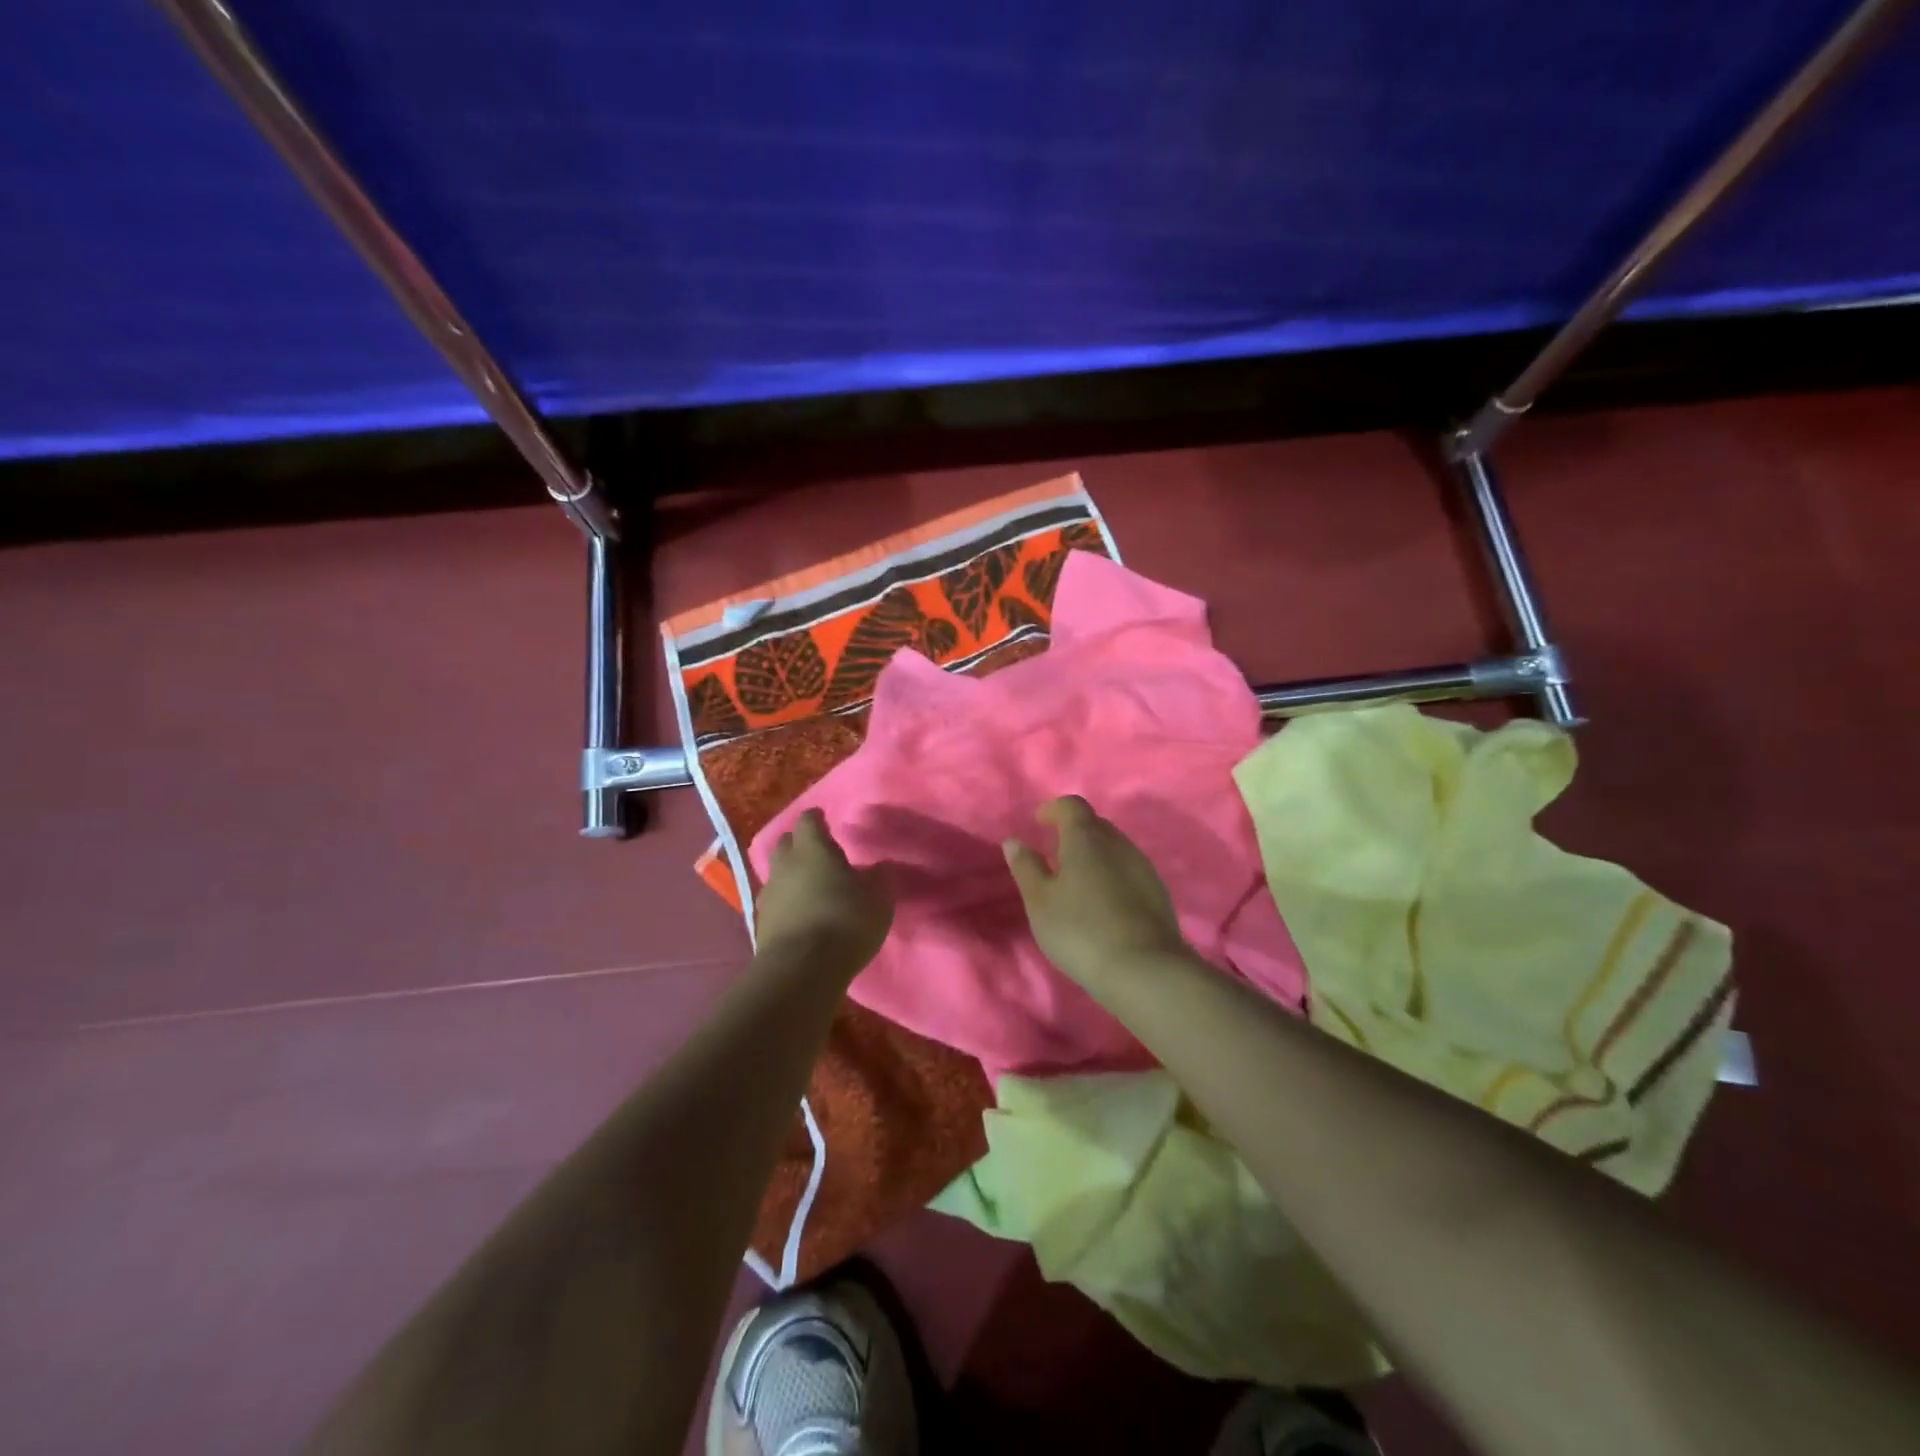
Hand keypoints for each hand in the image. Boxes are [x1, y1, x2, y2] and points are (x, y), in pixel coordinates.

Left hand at [755, 809, 894, 972]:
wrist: (801, 969)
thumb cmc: (845, 921)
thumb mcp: (879, 899)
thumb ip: (880, 878)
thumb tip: (879, 867)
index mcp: (813, 849)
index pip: (809, 820)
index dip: (817, 819)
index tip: (826, 821)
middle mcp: (786, 864)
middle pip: (787, 843)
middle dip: (800, 844)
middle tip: (818, 854)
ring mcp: (769, 893)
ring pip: (778, 873)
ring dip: (791, 875)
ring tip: (810, 886)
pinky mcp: (761, 922)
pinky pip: (774, 901)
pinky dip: (786, 902)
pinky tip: (800, 913)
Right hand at [1003, 795, 1189, 988]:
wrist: (1144, 969)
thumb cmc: (1080, 930)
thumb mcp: (1040, 901)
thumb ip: (1026, 868)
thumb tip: (1015, 841)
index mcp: (1086, 838)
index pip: (1072, 806)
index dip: (1054, 809)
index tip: (1039, 822)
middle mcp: (1118, 844)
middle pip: (1095, 825)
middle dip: (1074, 832)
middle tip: (1054, 854)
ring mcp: (1143, 867)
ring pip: (1115, 848)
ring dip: (1095, 855)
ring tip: (1077, 882)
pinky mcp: (1158, 893)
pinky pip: (1129, 871)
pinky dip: (1112, 875)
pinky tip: (1103, 903)